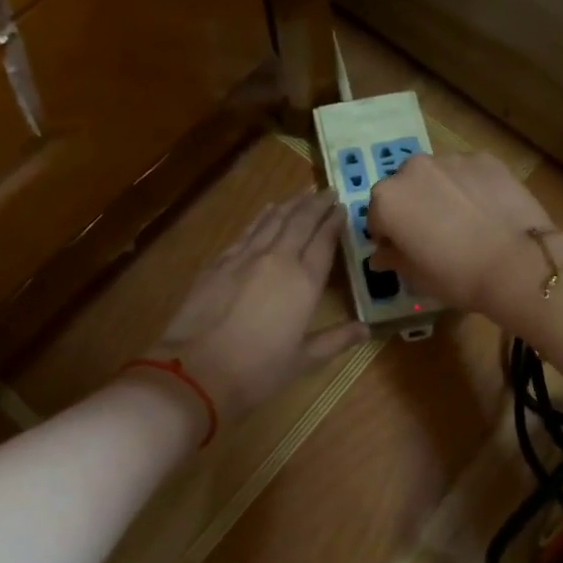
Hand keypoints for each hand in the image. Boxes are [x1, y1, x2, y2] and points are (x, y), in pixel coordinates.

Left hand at [147, 188, 367, 426]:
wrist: (196, 371)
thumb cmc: (257, 371)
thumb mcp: (303, 360)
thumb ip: (336, 339)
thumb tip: (366, 329)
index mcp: (304, 283)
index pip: (324, 242)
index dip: (334, 222)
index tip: (343, 208)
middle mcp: (278, 260)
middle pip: (301, 222)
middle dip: (316, 204)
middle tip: (328, 191)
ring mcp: (246, 257)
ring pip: (273, 220)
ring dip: (291, 204)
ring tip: (303, 192)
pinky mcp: (220, 261)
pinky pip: (248, 230)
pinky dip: (262, 216)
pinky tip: (268, 210)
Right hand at [367, 151, 554, 313]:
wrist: (518, 263)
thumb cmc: (458, 276)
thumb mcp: (417, 278)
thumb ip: (393, 259)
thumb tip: (381, 254)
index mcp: (387, 199)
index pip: (377, 217)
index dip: (389, 236)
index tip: (405, 251)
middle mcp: (412, 169)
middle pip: (405, 188)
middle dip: (413, 206)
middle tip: (435, 234)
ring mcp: (451, 159)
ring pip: (437, 176)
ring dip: (441, 193)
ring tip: (465, 221)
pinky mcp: (485, 158)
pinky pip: (468, 172)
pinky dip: (471, 186)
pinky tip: (487, 211)